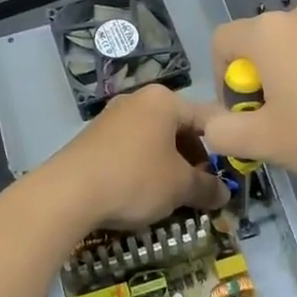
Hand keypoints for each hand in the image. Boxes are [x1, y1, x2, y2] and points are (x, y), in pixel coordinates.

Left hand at [42, 84, 227, 230]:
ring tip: (173, 196)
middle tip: (200, 189)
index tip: (229, 174)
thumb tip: (224, 193)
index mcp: (164, 100)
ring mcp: (111, 117)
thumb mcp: (180, 187)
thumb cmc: (135, 179)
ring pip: (154, 141)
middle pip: (179, 128)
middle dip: (193, 159)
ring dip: (168, 166)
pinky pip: (130, 150)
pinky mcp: (92, 138)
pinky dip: (143, 168)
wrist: (67, 193)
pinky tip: (141, 194)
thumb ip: (207, 187)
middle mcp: (137, 100)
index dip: (223, 147)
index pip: (207, 119)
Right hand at [202, 2, 296, 185]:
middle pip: (257, 48)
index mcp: (268, 33)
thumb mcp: (266, 142)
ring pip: (292, 55)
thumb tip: (211, 125)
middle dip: (258, 87)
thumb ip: (223, 132)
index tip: (244, 116)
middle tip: (277, 127)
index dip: (221, 82)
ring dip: (288, 87)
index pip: (220, 43)